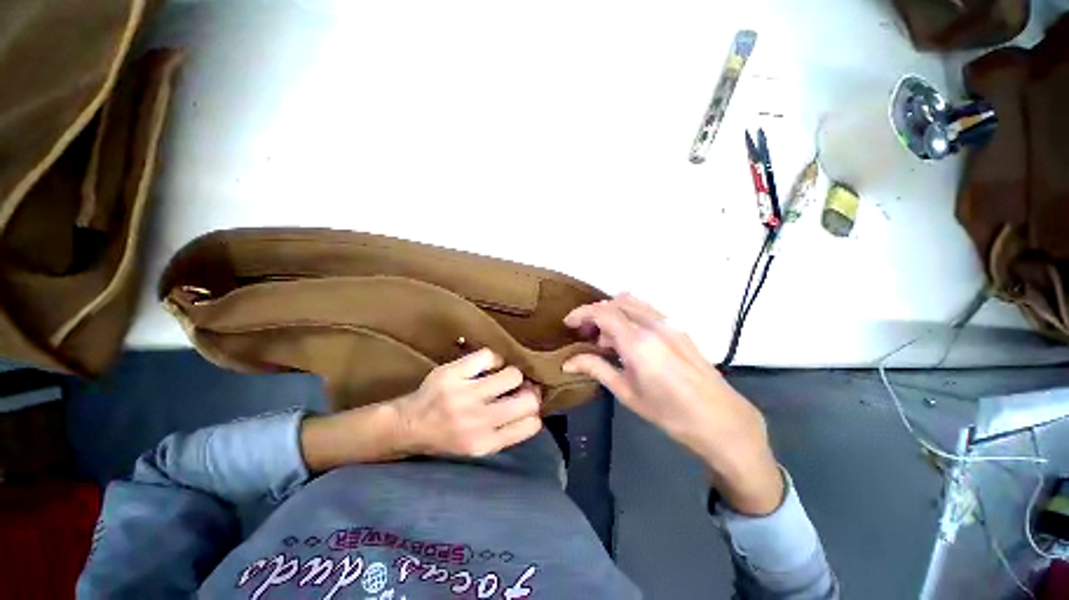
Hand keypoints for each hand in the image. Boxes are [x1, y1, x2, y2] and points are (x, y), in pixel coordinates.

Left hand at [395, 348, 543, 457]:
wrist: (408, 425)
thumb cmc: (446, 437)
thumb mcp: (478, 446)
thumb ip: (507, 430)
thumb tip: (534, 402)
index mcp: (485, 444)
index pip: (531, 424)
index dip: (534, 410)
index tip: (527, 403)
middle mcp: (477, 421)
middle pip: (528, 399)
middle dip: (529, 391)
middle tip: (519, 387)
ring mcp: (464, 396)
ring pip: (512, 375)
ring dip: (511, 374)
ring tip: (500, 377)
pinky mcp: (452, 374)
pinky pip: (490, 356)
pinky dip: (493, 359)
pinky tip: (485, 367)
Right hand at [562, 294, 783, 514]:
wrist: (721, 420)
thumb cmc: (670, 413)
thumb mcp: (627, 393)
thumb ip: (596, 369)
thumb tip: (567, 363)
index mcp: (638, 342)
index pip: (602, 312)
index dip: (581, 313)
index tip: (568, 323)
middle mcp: (653, 324)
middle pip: (615, 302)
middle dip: (595, 313)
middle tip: (586, 334)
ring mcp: (669, 323)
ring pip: (632, 302)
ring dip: (613, 312)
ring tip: (606, 338)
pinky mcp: (678, 327)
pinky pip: (646, 309)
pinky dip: (629, 314)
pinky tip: (628, 338)